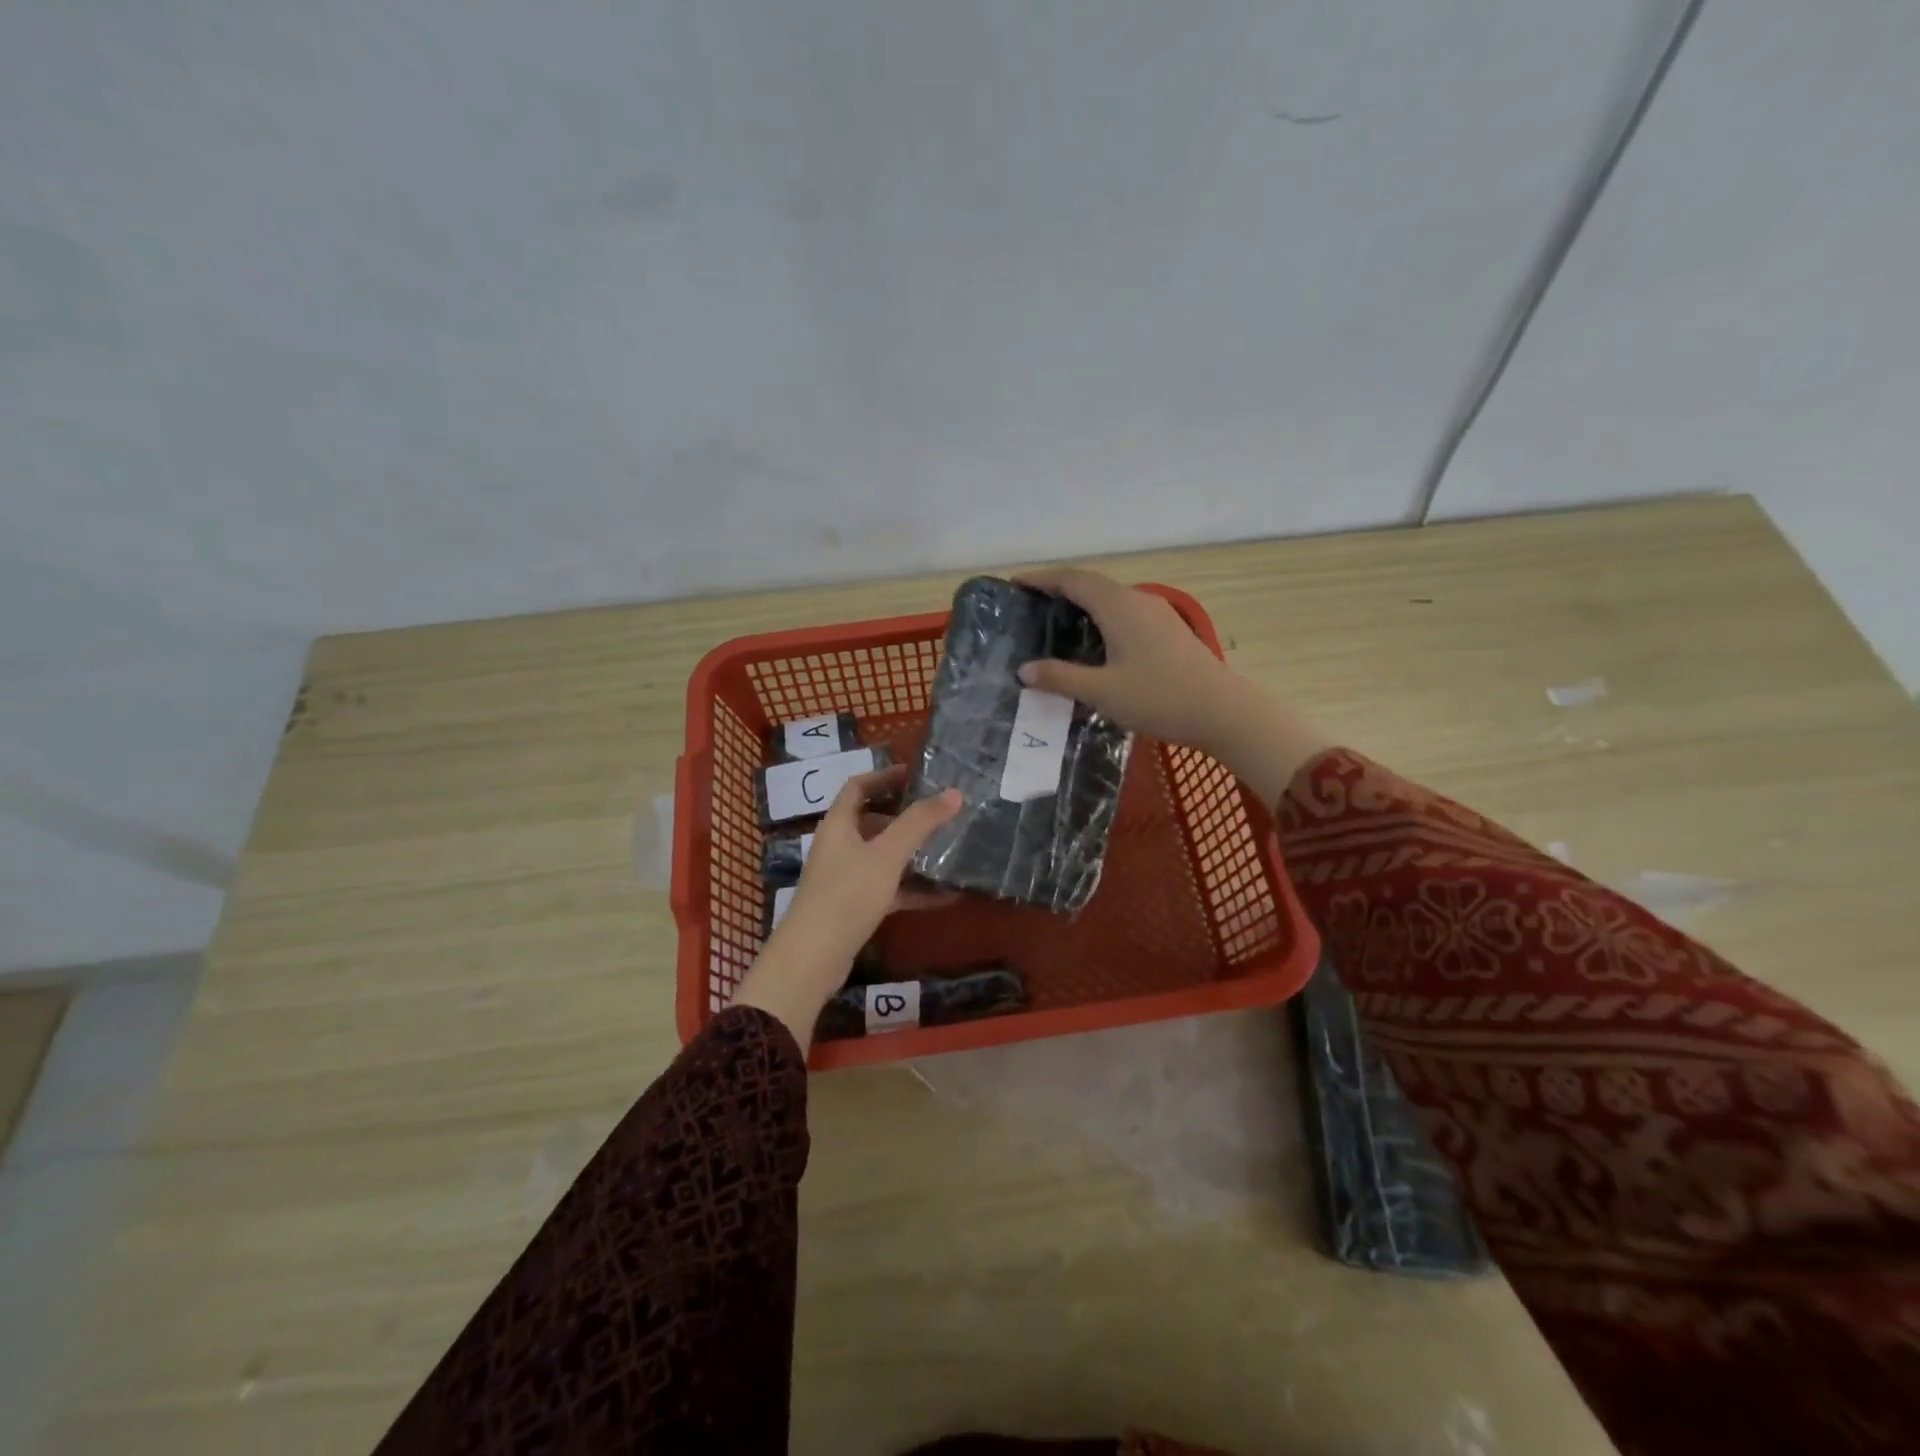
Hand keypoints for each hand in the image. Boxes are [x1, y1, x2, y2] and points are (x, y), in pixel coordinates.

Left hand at [731, 765, 960, 1051]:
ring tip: (948, 849)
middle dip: (905, 816)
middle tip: (939, 812)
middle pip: (872, 820)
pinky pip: (888, 888)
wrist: (813, 958)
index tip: (917, 775)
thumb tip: (954, 793)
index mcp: (838, 825)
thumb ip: (919, 823)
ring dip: (912, 853)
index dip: (885, 776)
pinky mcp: (853, 907)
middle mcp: (838, 846)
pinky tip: (945, 895)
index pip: (858, 787)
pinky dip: (912, 888)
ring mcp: (844, 878)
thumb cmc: (847, 895)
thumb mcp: (887, 854)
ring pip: (882, 856)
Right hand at [1013, 566, 1333, 805]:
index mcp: (1118, 606)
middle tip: (1032, 603)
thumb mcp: (1102, 692)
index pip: (1072, 580)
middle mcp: (1137, 600)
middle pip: (1092, 584)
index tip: (1015, 583)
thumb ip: (1061, 678)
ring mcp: (1157, 614)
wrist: (1223, 711)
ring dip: (1083, 601)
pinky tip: (1096, 640)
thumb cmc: (1159, 698)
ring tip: (1058, 619)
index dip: (1042, 578)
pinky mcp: (1169, 631)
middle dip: (1060, 588)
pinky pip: (1125, 611)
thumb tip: (1025, 669)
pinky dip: (1101, 615)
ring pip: (1111, 597)